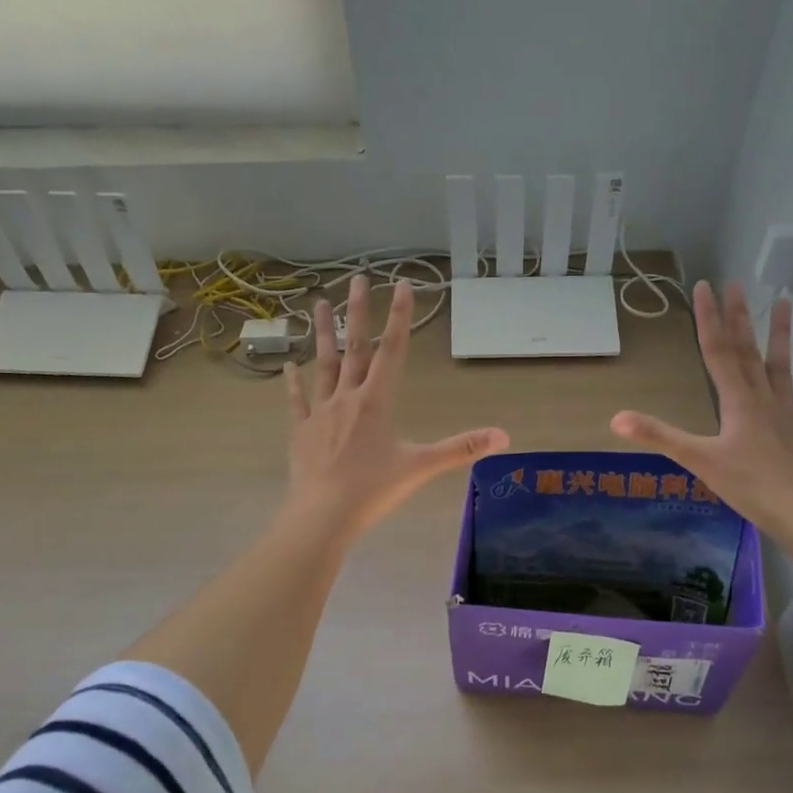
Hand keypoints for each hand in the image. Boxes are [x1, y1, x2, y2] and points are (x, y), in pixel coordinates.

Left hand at [282, 276, 508, 541]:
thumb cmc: (373, 489)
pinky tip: (289, 365)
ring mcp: (320, 413)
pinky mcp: (300, 431)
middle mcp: (347, 397)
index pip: (392, 351)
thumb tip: (503, 435)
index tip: (400, 284)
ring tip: (317, 303)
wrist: (322, 514)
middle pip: (355, 347)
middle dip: (357, 312)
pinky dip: (294, 382)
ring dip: (322, 334)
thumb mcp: (421, 467)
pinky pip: (297, 400)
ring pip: (323, 365)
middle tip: (356, 278)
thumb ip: (461, 449)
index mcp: (376, 402)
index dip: (399, 316)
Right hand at [610, 280, 792, 535]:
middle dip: (739, 317)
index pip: (717, 352)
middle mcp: (763, 397)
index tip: (705, 287)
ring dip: (781, 335)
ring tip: (784, 302)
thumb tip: (616, 419)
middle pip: (748, 351)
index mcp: (736, 401)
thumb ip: (659, 436)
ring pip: (782, 366)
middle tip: (736, 284)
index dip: (708, 319)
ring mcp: (788, 412)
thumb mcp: (698, 460)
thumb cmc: (749, 484)